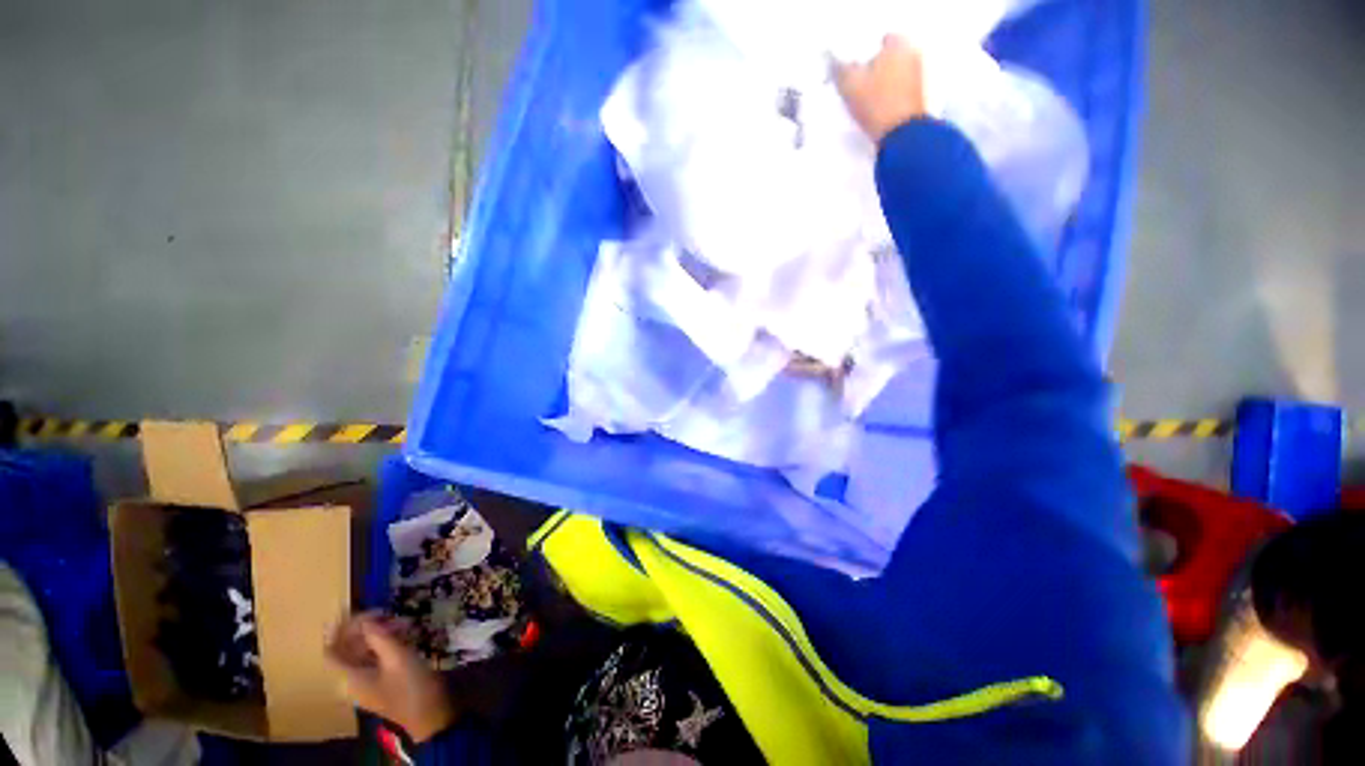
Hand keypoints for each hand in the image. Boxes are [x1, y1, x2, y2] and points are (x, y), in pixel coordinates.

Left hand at [327, 612, 455, 741]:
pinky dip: (386, 643)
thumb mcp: (397, 656)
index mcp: (349, 677)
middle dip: (365, 628)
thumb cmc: (410, 685)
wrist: (431, 712)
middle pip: (348, 649)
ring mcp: (368, 682)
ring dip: (379, 634)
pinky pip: (376, 657)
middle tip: (387, 613)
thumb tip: (365, 619)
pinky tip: (405, 634)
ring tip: (402, 622)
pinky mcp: (383, 681)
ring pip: (364, 651)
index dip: (339, 629)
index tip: (356, 609)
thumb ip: (379, 636)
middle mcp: (352, 680)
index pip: (332, 650)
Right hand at [832, 35, 926, 142]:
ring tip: (862, 99)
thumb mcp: (849, 85)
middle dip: (871, 68)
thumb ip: (839, 70)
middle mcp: (911, 56)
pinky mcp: (915, 98)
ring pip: (891, 75)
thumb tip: (833, 62)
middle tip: (855, 83)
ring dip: (878, 84)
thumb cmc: (876, 103)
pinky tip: (873, 109)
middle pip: (886, 58)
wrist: (900, 134)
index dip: (863, 53)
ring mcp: (916, 78)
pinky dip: (885, 97)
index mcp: (898, 45)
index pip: (878, 41)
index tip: (851, 67)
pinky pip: (896, 91)